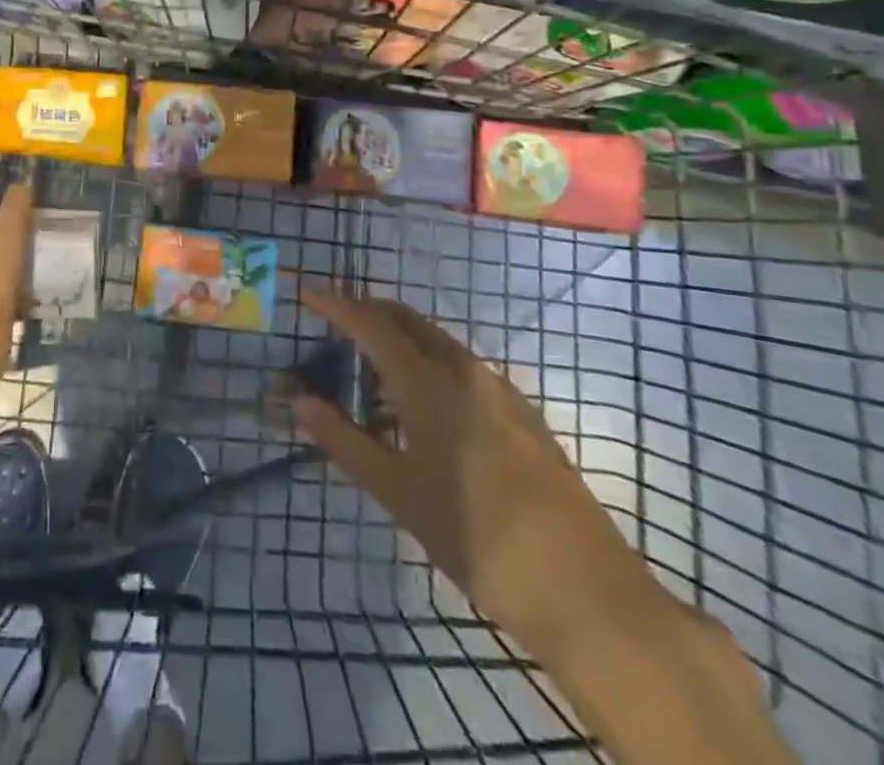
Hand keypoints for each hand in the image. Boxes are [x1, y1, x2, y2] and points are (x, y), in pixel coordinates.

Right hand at [293, 289, 655, 655]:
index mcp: (430, 383)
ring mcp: (500, 390)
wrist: (585, 591)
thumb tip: (298, 401)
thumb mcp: (398, 492)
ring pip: (438, 343)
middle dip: (369, 312)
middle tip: (335, 321)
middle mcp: (465, 371)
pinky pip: (462, 368)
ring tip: (371, 369)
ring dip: (401, 341)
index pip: (372, 325)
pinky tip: (422, 407)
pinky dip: (430, 366)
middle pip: (408, 321)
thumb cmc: (476, 539)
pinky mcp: (522, 414)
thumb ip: (344, 440)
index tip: (308, 292)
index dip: (337, 305)